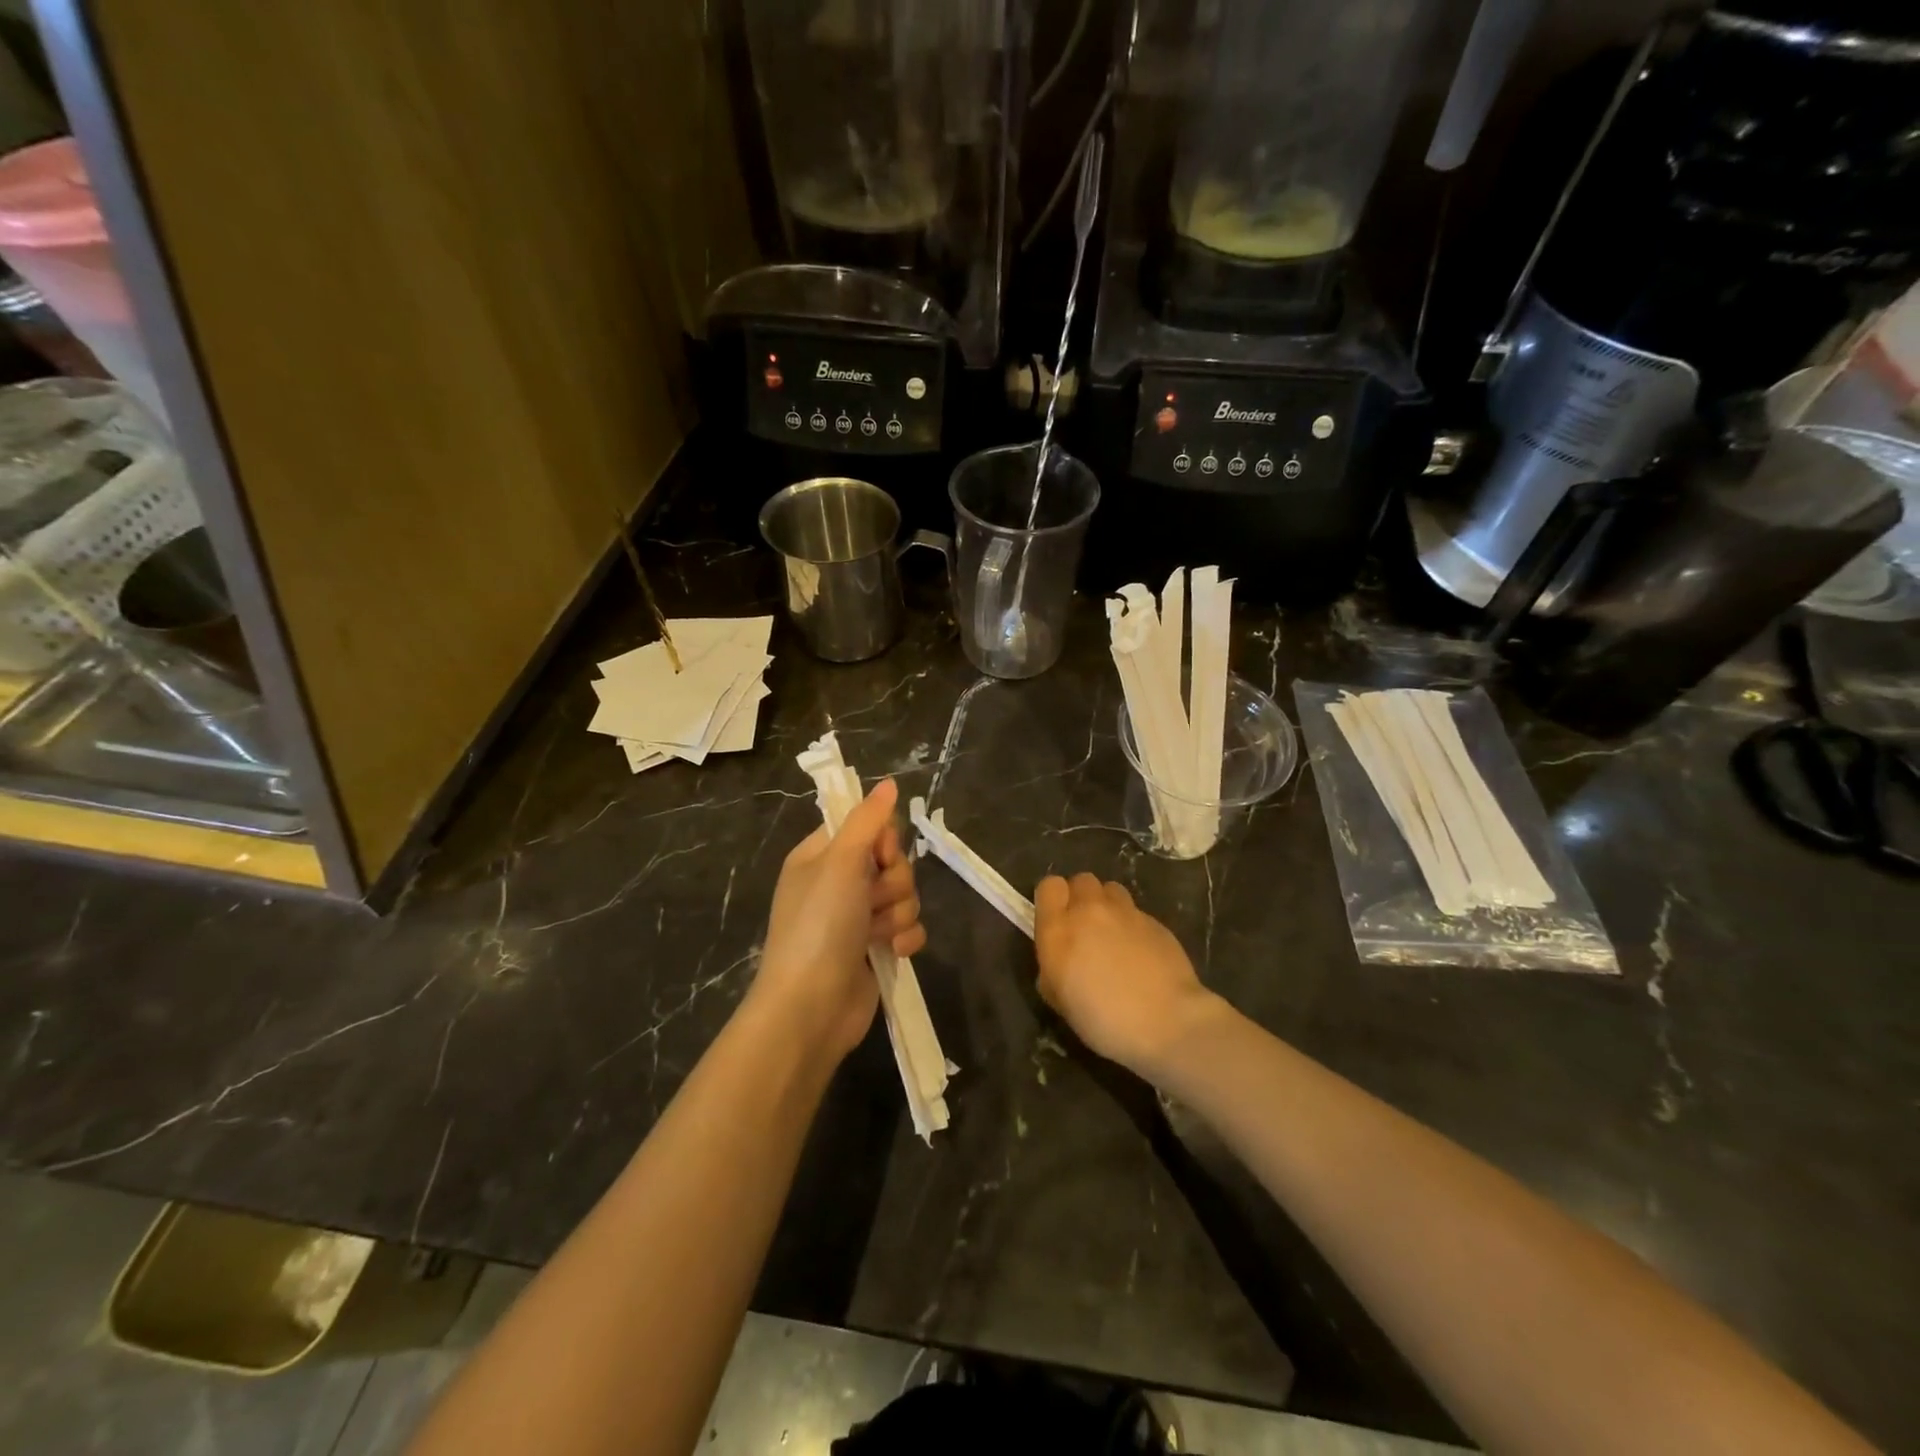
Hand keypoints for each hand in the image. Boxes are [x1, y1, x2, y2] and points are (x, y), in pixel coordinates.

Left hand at [752, 778, 924, 1062]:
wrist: (811, 1007)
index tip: (881, 856)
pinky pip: (908, 928)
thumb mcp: (840, 862)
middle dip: (893, 882)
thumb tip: (887, 783)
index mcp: (820, 857)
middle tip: (873, 900)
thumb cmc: (819, 926)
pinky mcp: (876, 949)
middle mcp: (838, 884)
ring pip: (904, 895)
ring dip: (898, 913)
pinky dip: (904, 939)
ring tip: (878, 934)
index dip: (883, 841)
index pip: (867, 827)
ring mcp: (857, 918)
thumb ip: (868, 820)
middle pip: (892, 862)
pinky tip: (892, 952)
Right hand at [1033, 873, 1224, 1078]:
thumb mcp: (1060, 1001)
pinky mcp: (1154, 921)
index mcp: (1059, 929)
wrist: (1167, 1022)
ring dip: (1106, 905)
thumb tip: (1059, 960)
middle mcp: (1090, 911)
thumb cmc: (1104, 1020)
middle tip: (1084, 929)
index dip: (1051, 900)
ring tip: (1112, 934)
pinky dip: (1132, 925)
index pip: (1048, 886)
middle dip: (1080, 898)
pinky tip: (1139, 953)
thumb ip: (1052, 969)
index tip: (1055, 921)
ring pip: (1110, 889)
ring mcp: (1126, 912)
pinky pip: (1135, 912)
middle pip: (1080, 880)